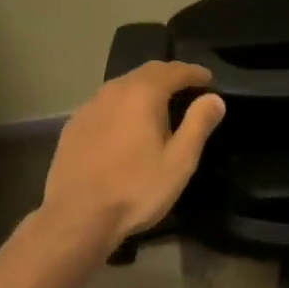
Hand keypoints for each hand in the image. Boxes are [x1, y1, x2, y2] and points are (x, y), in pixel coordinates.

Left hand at [38, 61, 225, 253]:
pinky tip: (125, 126)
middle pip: (147, 72)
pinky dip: (122, 106)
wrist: (76, 217)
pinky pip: (105, 104)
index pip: (174, 70)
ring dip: (144, 90)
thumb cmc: (135, 189)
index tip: (208, 79)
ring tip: (158, 106)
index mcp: (143, 93)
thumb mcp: (179, 162)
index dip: (194, 72)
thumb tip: (214, 99)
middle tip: (187, 88)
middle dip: (169, 76)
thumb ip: (198, 125)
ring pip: (123, 86)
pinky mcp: (73, 124)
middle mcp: (114, 90)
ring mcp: (90, 106)